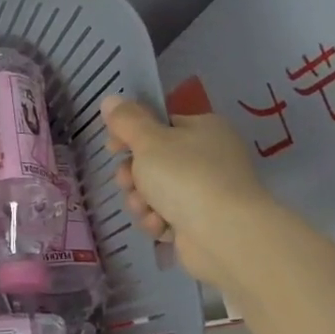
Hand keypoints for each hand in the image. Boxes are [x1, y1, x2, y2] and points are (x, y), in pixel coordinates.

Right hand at [100, 96, 276, 290]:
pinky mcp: (202, 222)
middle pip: (153, 161)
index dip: (130, 136)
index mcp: (204, 129)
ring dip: (142, 201)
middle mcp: (209, 157)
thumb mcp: (148, 140)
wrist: (224, 234)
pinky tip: (161, 226)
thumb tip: (110, 99)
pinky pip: (167, 216)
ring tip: (146, 209)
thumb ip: (126, 120)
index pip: (159, 125)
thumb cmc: (185, 176)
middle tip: (129, 183)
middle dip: (134, 176)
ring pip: (155, 191)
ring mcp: (207, 191)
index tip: (112, 149)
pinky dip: (159, 220)